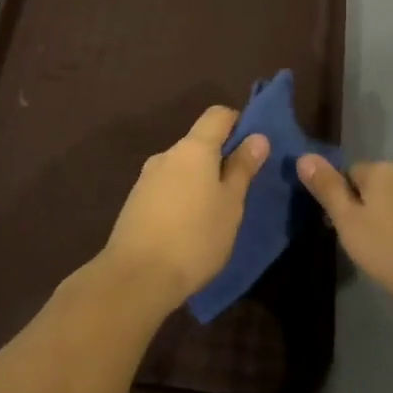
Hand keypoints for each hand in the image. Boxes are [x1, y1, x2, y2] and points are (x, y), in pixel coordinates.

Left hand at [93, 105, 268, 312]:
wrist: (136, 277)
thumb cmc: (195, 237)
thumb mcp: (230, 204)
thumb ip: (242, 168)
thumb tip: (257, 137)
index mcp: (193, 148)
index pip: (217, 115)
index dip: (237, 123)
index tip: (253, 148)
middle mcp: (166, 155)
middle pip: (198, 143)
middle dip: (219, 159)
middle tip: (239, 189)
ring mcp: (146, 178)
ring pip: (181, 168)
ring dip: (199, 181)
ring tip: (215, 213)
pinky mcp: (135, 203)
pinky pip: (166, 188)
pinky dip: (182, 198)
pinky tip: (188, 227)